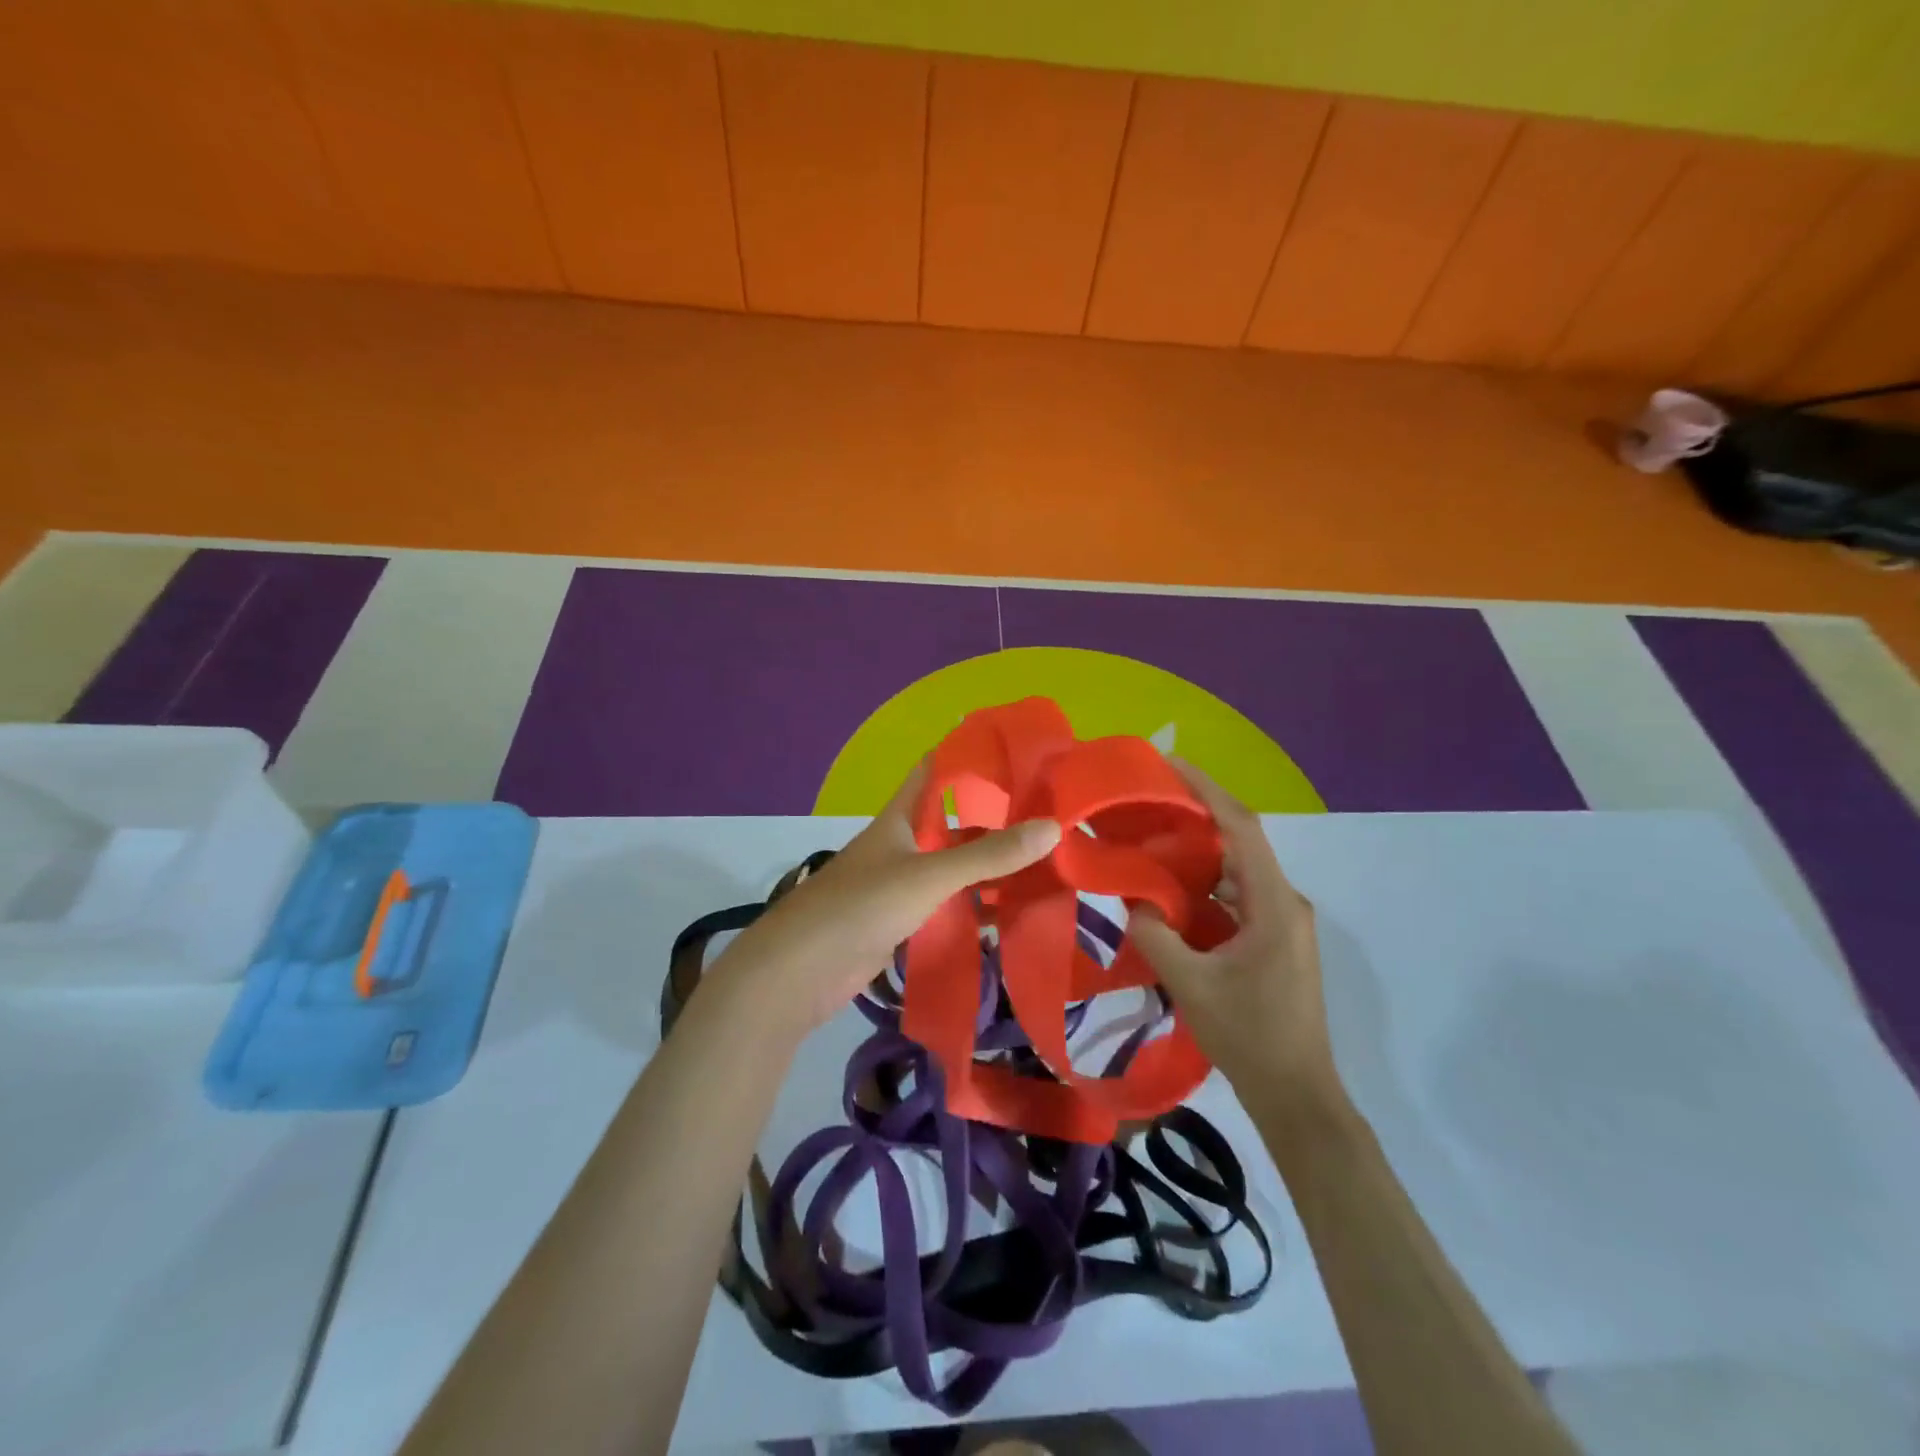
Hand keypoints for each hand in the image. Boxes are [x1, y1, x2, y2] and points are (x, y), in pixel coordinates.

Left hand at [708, 761, 1061, 1034]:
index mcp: (900, 818)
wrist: (799, 972)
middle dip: (996, 821)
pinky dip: (976, 908)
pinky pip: (947, 907)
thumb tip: (1053, 827)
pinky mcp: (901, 923)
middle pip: (954, 824)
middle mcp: (902, 845)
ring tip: (1045, 865)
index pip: (935, 772)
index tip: (1017, 753)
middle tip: (1049, 818)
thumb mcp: (929, 875)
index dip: (969, 757)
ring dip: (990, 869)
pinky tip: (1012, 914)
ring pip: (954, 869)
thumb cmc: (861, 906)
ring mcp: (900, 886)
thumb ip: (989, 854)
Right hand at [1130, 759, 1340, 1106]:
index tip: (1169, 764)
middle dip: (1196, 817)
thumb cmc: (1248, 1035)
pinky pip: (1237, 899)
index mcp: (1273, 903)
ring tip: (1152, 842)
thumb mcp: (1190, 983)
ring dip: (1198, 856)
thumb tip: (1134, 901)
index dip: (1206, 790)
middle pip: (1239, 844)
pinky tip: (1172, 894)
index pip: (1241, 827)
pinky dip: (1206, 889)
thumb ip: (1156, 934)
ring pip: (1237, 872)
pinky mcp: (1274, 942)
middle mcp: (1283, 902)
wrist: (1296, 1094)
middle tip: (1149, 802)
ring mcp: (1282, 923)